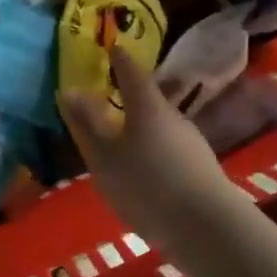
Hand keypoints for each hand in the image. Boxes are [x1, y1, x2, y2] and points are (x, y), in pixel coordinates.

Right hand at [59, 48, 242, 266]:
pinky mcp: (201, 169)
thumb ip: (87, 123)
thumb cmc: (146, 184)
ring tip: (122, 142)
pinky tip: (144, 171)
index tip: (112, 47)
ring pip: (160, 127)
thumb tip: (69, 90)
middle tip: (110, 99)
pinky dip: (154, 151)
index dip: (120, 60)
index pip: (132, 73)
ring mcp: (192, 144)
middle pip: (149, 101)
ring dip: (142, 129)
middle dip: (130, 98)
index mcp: (148, 107)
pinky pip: (170, 150)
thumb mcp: (104, 156)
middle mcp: (174, 118)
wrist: (207, 228)